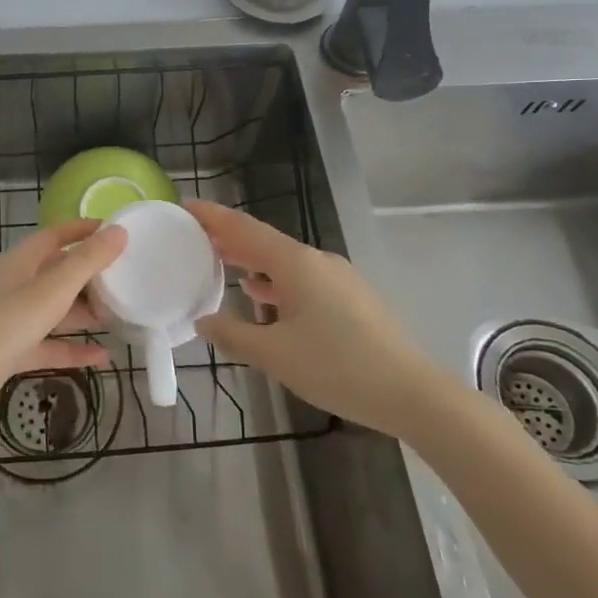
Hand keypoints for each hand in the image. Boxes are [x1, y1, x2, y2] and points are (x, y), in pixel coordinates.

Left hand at [0, 220, 127, 439]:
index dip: (82, 231)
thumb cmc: (4, 326)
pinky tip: (101, 357)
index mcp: (18, 263)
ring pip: (52, 310)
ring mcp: (8, 321)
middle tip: (123, 280)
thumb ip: (86, 262)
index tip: (114, 232)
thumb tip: (118, 231)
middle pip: (54, 273)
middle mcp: (12, 286)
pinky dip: (70, 348)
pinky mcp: (8, 353)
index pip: (54, 236)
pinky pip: (46, 344)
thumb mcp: (52, 291)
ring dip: (81, 313)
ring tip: (117, 317)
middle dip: (87, 276)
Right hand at [187, 200, 441, 438]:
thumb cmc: (338, 367)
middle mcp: (317, 261)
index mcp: (296, 264)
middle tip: (194, 236)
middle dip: (229, 238)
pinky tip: (264, 297)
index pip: (244, 229)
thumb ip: (235, 334)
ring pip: (284, 261)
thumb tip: (203, 321)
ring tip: (221, 264)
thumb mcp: (276, 355)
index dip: (213, 217)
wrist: (412, 392)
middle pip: (264, 241)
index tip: (185, 206)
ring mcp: (338, 277)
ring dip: (251, 261)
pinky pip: (302, 278)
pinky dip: (275, 281)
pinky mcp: (351, 297)